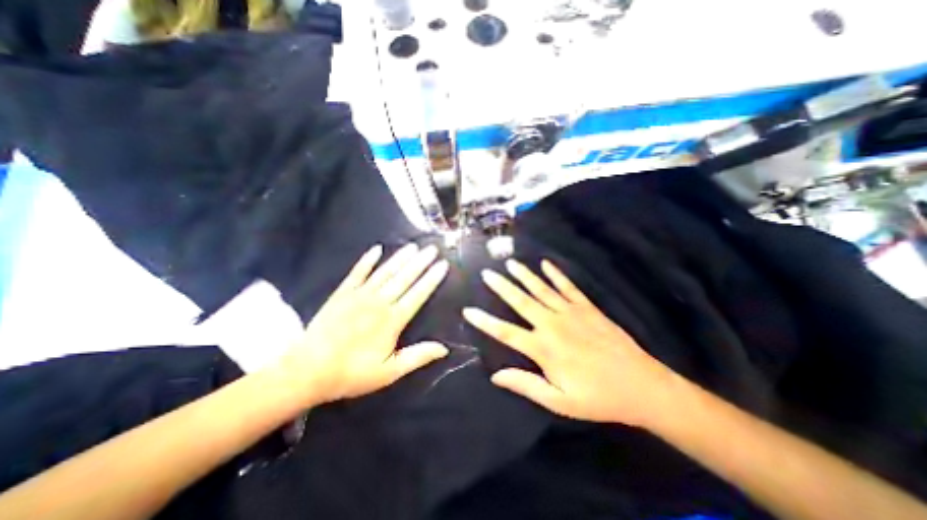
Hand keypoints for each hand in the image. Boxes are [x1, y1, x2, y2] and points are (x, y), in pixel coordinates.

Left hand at [275, 245, 448, 405]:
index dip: (432, 278)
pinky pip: (357, 272)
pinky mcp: (343, 293)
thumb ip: (418, 356)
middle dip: (421, 262)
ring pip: (385, 272)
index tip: (443, 264)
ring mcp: (359, 295)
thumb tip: (444, 348)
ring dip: (400, 258)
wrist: (308, 370)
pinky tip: (377, 249)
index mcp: (392, 320)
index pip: (418, 294)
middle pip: (404, 278)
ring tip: (413, 246)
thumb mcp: (390, 372)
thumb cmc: (352, 373)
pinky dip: (367, 260)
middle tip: (432, 248)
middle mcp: (379, 302)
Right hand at [468, 261, 679, 426]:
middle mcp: (553, 324)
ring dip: (524, 275)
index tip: (468, 310)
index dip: (485, 321)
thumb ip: (526, 385)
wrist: (640, 385)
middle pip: (521, 301)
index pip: (506, 332)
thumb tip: (496, 375)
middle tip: (487, 273)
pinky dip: (556, 274)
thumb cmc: (597, 397)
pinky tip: (545, 264)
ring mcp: (571, 312)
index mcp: (543, 348)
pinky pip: (568, 287)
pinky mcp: (587, 307)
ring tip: (510, 263)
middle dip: (502, 286)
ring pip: (541, 289)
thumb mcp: (559, 401)